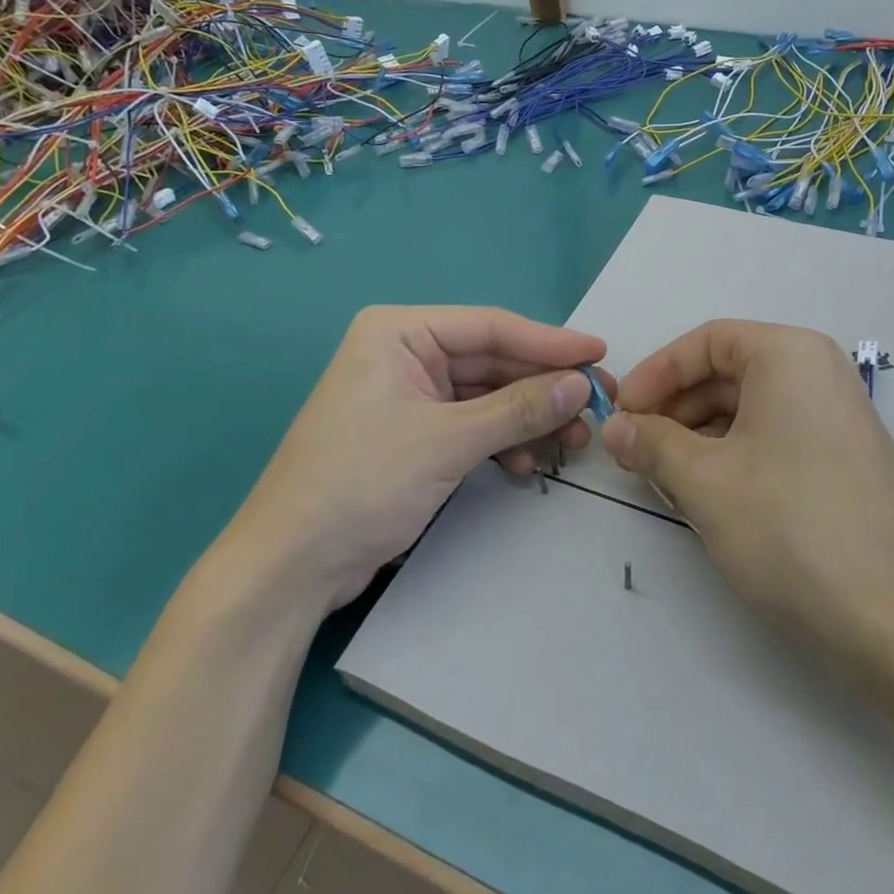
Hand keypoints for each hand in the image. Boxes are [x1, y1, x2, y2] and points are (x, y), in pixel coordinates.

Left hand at [228, 306, 609, 609]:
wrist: (291, 565)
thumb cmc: (362, 483)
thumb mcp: (448, 440)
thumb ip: (519, 408)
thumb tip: (582, 385)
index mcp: (400, 331)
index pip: (491, 327)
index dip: (550, 342)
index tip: (601, 353)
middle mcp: (404, 353)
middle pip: (492, 362)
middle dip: (543, 388)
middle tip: (598, 407)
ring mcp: (408, 395)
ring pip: (486, 396)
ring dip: (528, 419)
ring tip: (571, 444)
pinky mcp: (412, 433)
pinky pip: (471, 425)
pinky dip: (501, 442)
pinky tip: (525, 465)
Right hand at [601, 319, 893, 660]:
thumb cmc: (791, 528)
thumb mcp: (705, 482)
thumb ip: (651, 444)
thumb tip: (615, 428)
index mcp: (789, 355)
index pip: (706, 341)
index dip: (655, 373)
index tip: (621, 414)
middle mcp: (819, 373)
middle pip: (728, 373)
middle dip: (675, 409)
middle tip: (635, 452)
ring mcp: (838, 418)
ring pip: (750, 410)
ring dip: (699, 438)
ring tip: (666, 480)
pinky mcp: (845, 461)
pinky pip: (776, 439)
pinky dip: (734, 457)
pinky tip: (710, 496)